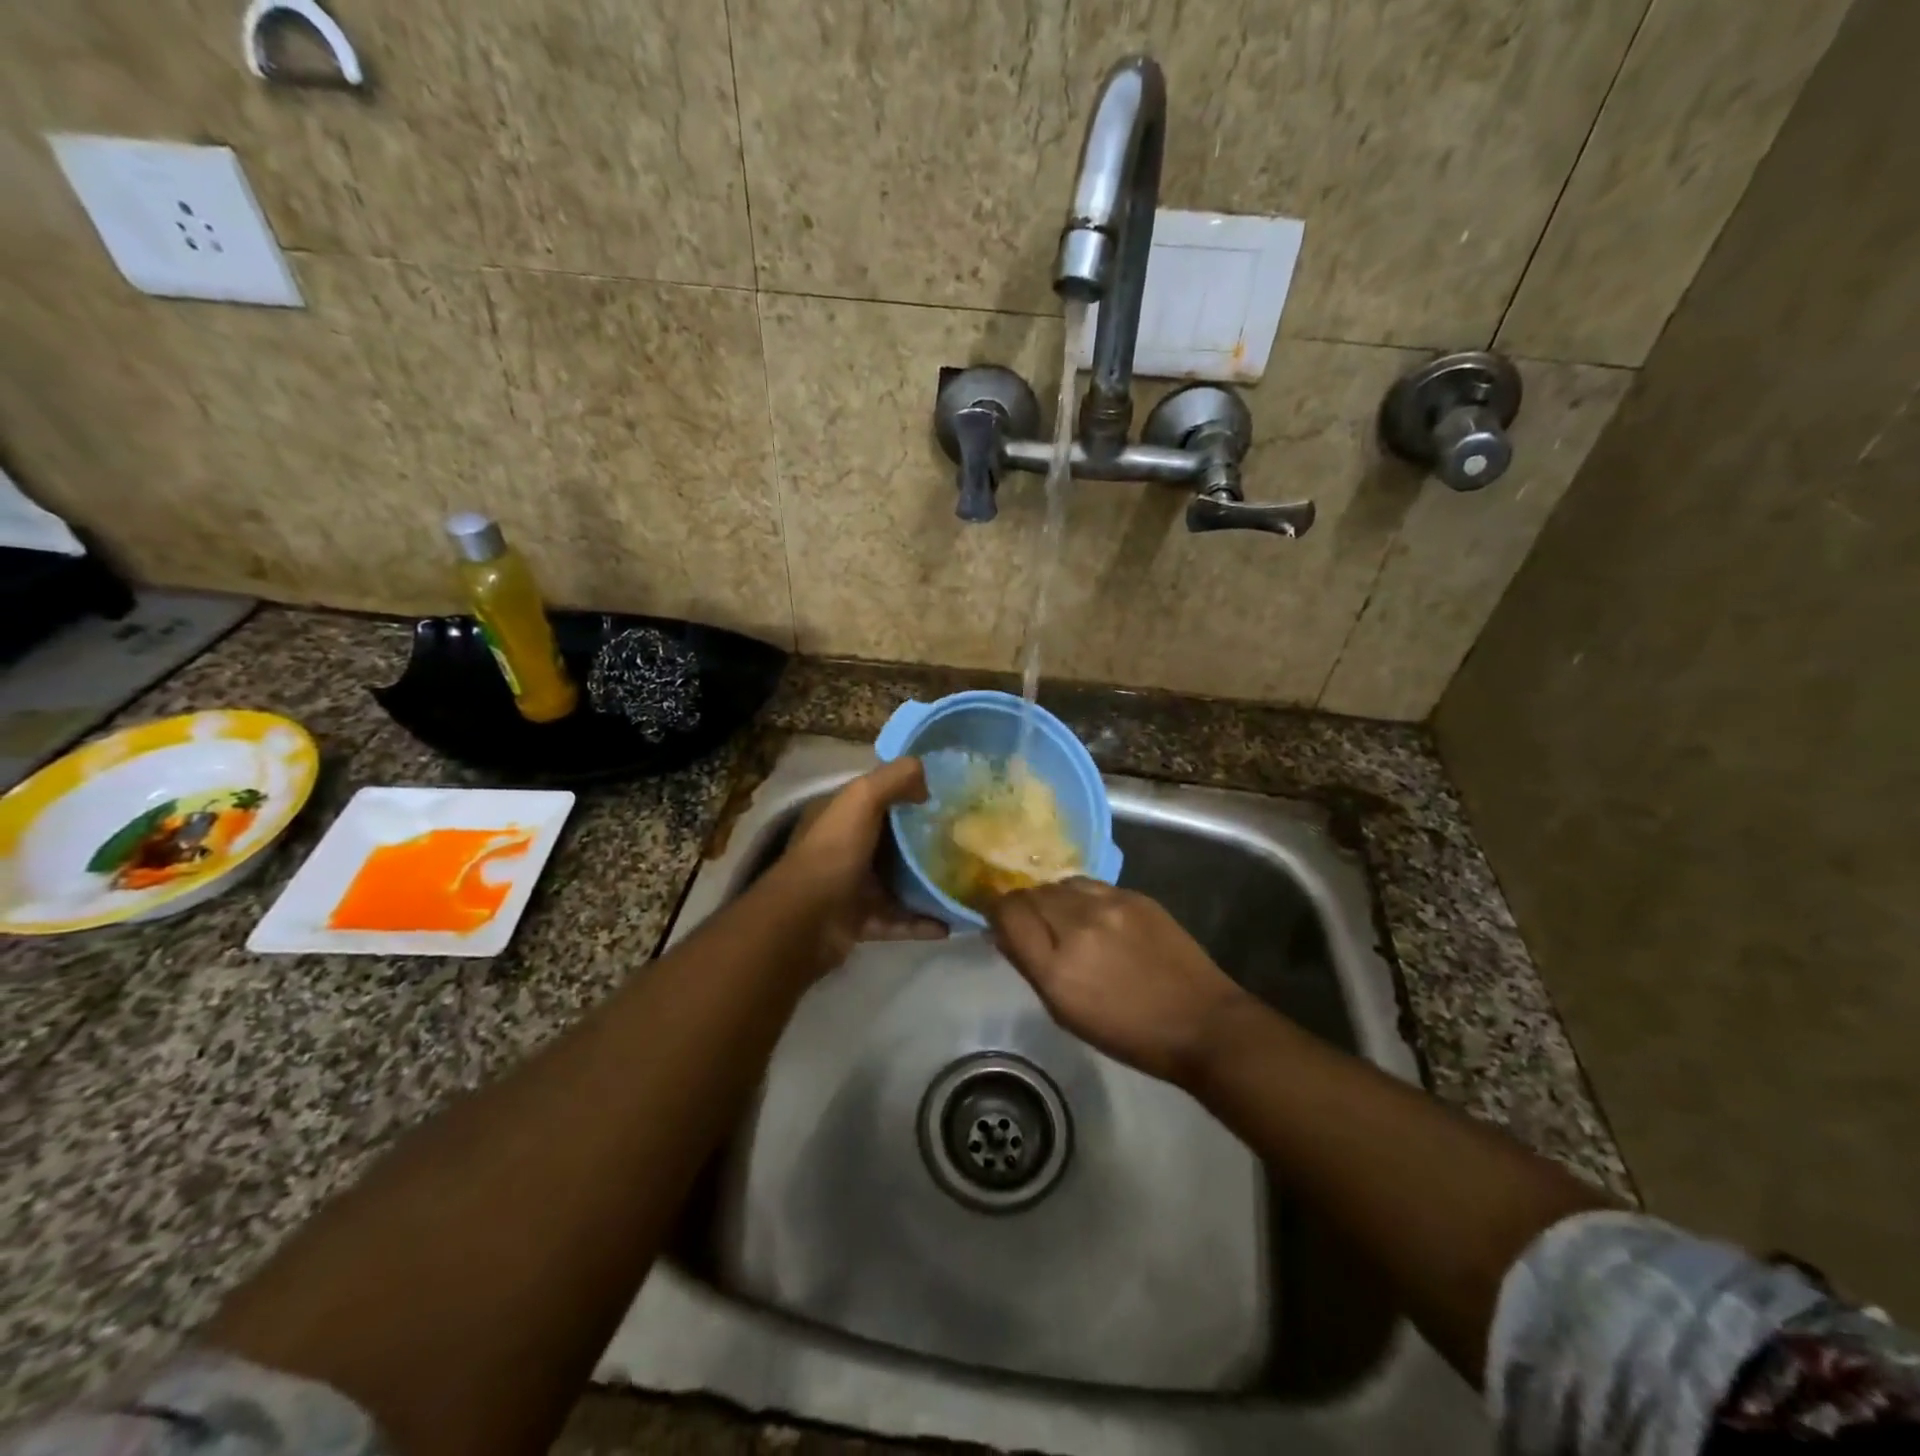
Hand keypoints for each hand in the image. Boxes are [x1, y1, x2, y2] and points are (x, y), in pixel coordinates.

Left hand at [763, 757, 947, 973]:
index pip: (878, 798)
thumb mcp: (862, 798)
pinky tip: (951, 924)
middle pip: (893, 841)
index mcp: (841, 816)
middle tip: (964, 840)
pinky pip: (899, 920)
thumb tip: (925, 779)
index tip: (947, 797)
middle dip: (925, 841)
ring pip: (898, 882)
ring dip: (927, 884)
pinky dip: (923, 922)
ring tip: (963, 883)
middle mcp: (846, 848)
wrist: (805, 921)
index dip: (909, 794)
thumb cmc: (834, 851)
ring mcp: (853, 887)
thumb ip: (894, 778)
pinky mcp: (861, 921)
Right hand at [987, 879, 1253, 1086]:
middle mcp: (1078, 924)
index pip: (1007, 912)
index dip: (997, 912)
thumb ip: (1030, 966)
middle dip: (1023, 905)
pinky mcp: (1135, 895)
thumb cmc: (1128, 1033)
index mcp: (1056, 966)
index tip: (999, 921)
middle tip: (1031, 923)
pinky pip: (1090, 884)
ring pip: (1059, 883)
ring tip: (1063, 918)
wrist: (1201, 1022)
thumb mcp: (1065, 1013)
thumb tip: (1002, 932)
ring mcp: (1109, 904)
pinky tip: (1093, 915)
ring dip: (1052, 898)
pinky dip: (1080, 896)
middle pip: (1030, 893)